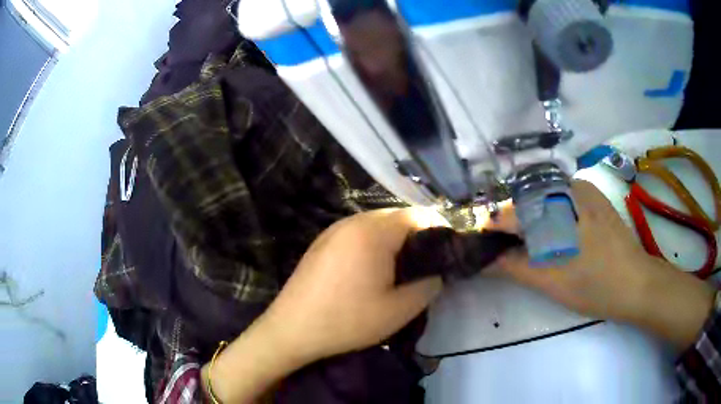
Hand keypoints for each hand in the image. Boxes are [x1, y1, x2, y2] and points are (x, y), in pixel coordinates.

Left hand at [261, 207, 444, 362]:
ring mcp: (333, 229)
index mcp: (373, 232)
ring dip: (394, 239)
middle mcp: (353, 221)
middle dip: (416, 235)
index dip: (438, 230)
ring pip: (376, 224)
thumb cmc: (347, 321)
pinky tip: (371, 269)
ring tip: (401, 267)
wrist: (292, 329)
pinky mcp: (322, 241)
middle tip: (426, 263)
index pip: (418, 215)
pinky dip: (373, 243)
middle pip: (396, 216)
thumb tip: (438, 272)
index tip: (446, 253)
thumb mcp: (398, 310)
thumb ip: (428, 286)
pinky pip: (357, 233)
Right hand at [490, 180, 714, 347]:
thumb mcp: (550, 281)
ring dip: (530, 219)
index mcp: (557, 204)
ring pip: (542, 198)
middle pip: (525, 201)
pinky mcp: (592, 195)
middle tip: (506, 252)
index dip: (492, 229)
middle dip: (511, 225)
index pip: (511, 211)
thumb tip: (482, 261)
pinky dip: (548, 214)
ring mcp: (582, 187)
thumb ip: (512, 267)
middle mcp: (567, 185)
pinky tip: (553, 235)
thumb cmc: (594, 285)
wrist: (636, 283)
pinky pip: (559, 199)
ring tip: (529, 246)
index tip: (482, 246)